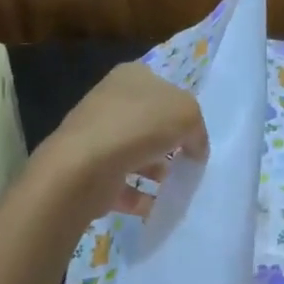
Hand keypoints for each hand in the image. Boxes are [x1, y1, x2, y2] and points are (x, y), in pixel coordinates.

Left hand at [39, 62, 208, 216]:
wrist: (86, 166)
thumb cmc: (140, 126)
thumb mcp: (187, 114)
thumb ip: (197, 130)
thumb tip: (194, 149)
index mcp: (132, 76)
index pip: (165, 89)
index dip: (184, 113)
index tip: (195, 137)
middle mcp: (110, 101)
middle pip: (150, 123)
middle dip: (170, 145)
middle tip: (187, 163)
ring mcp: (97, 136)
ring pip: (136, 153)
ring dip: (156, 171)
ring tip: (174, 188)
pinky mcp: (89, 169)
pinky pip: (122, 184)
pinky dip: (140, 197)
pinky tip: (156, 206)